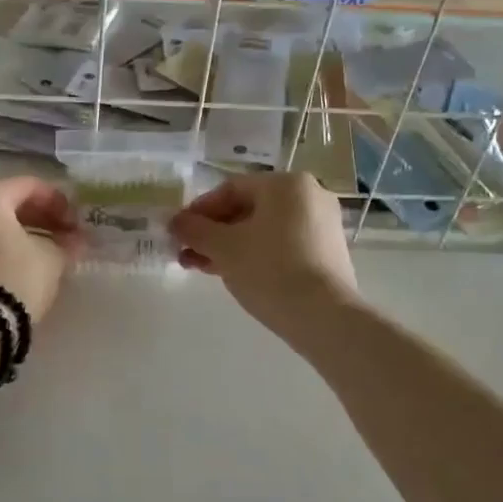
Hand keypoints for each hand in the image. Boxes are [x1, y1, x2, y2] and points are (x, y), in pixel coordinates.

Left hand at [0, 177, 80, 322]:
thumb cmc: (14, 278)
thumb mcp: (51, 258)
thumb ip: (65, 243)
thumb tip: (75, 240)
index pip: (30, 187)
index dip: (59, 203)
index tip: (77, 225)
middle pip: (7, 202)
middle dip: (39, 218)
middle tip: (64, 236)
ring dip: (19, 232)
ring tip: (45, 251)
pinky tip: (20, 261)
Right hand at [168, 172, 358, 339]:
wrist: (324, 317)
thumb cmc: (270, 270)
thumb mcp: (223, 248)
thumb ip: (194, 230)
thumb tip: (175, 222)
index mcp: (286, 184)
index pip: (230, 189)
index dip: (199, 210)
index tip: (179, 233)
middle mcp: (310, 196)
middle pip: (248, 209)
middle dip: (213, 232)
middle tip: (187, 253)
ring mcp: (322, 225)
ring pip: (263, 230)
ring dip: (230, 246)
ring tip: (202, 268)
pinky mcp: (327, 253)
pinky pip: (282, 245)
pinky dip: (255, 255)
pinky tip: (234, 275)